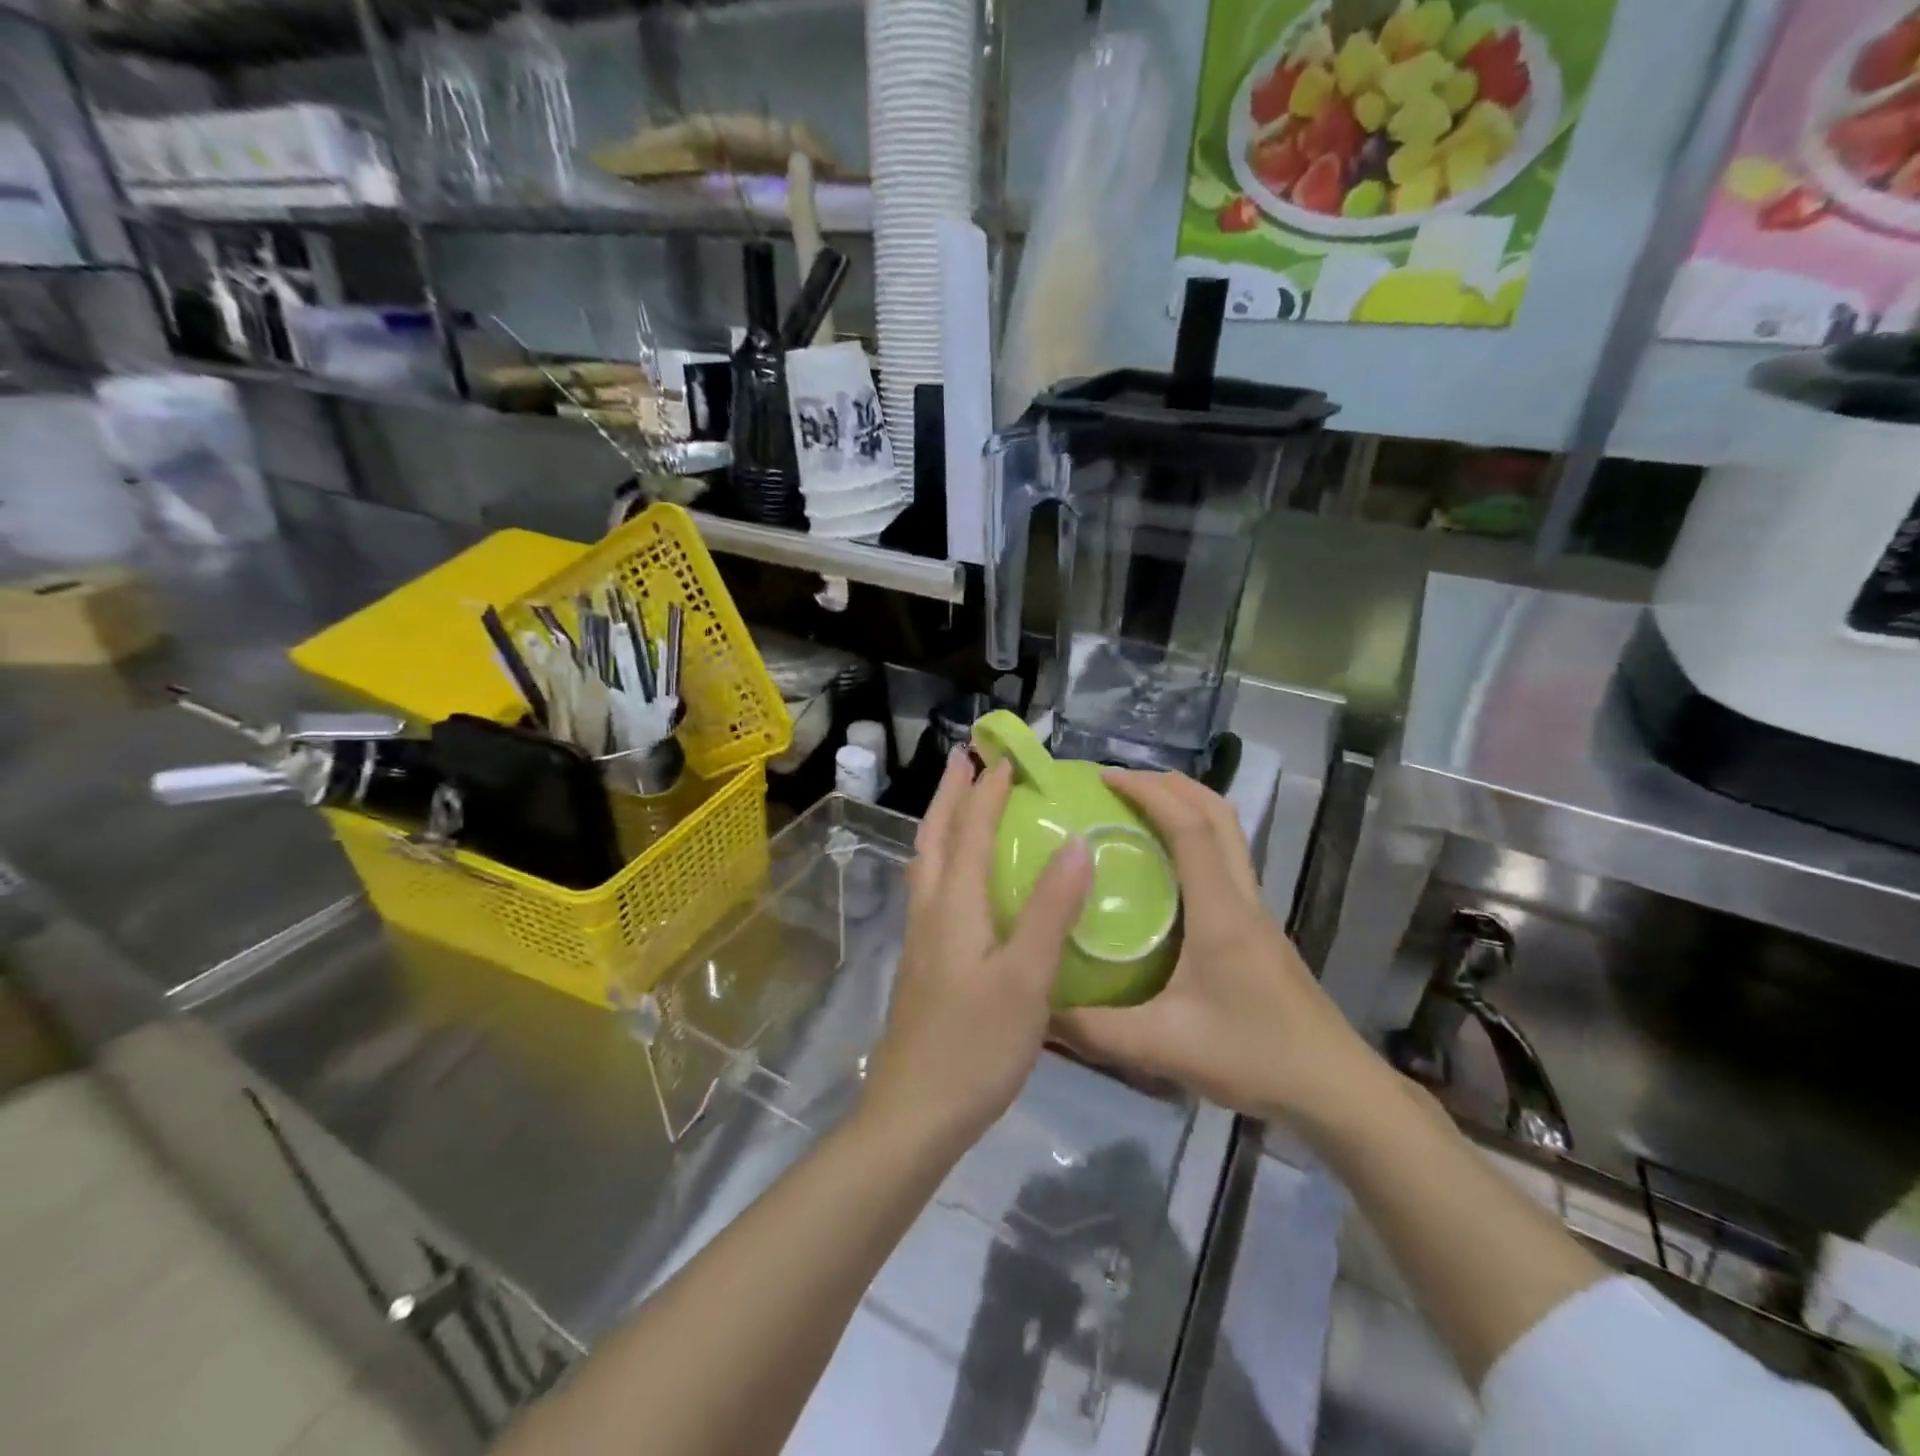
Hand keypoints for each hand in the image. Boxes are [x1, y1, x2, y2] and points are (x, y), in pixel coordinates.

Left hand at [862, 750, 1093, 1153]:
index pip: (970, 831)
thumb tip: (1077, 843)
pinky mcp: (922, 962)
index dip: (987, 790)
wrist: (915, 1114)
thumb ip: (1050, 910)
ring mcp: (921, 938)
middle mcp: (930, 910)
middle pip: (935, 836)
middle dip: (950, 793)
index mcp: (953, 905)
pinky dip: (944, 859)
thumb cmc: (975, 1046)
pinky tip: (960, 878)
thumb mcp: (1026, 979)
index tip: (1003, 755)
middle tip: (965, 759)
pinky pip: (931, 888)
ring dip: (942, 823)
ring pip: (926, 862)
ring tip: (960, 803)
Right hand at [1054, 770, 1379, 1130]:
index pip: (1190, 828)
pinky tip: (1165, 869)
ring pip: (1229, 834)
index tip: (1106, 778)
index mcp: (1220, 912)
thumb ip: (1097, 1031)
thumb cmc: (1254, 1058)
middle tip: (1120, 784)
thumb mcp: (1164, 1048)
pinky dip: (1196, 839)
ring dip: (1187, 806)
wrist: (1335, 1089)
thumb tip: (1040, 1009)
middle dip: (1170, 785)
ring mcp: (1257, 911)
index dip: (1149, 792)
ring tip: (1138, 811)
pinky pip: (1227, 861)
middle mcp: (1242, 898)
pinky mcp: (1260, 929)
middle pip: (1218, 814)